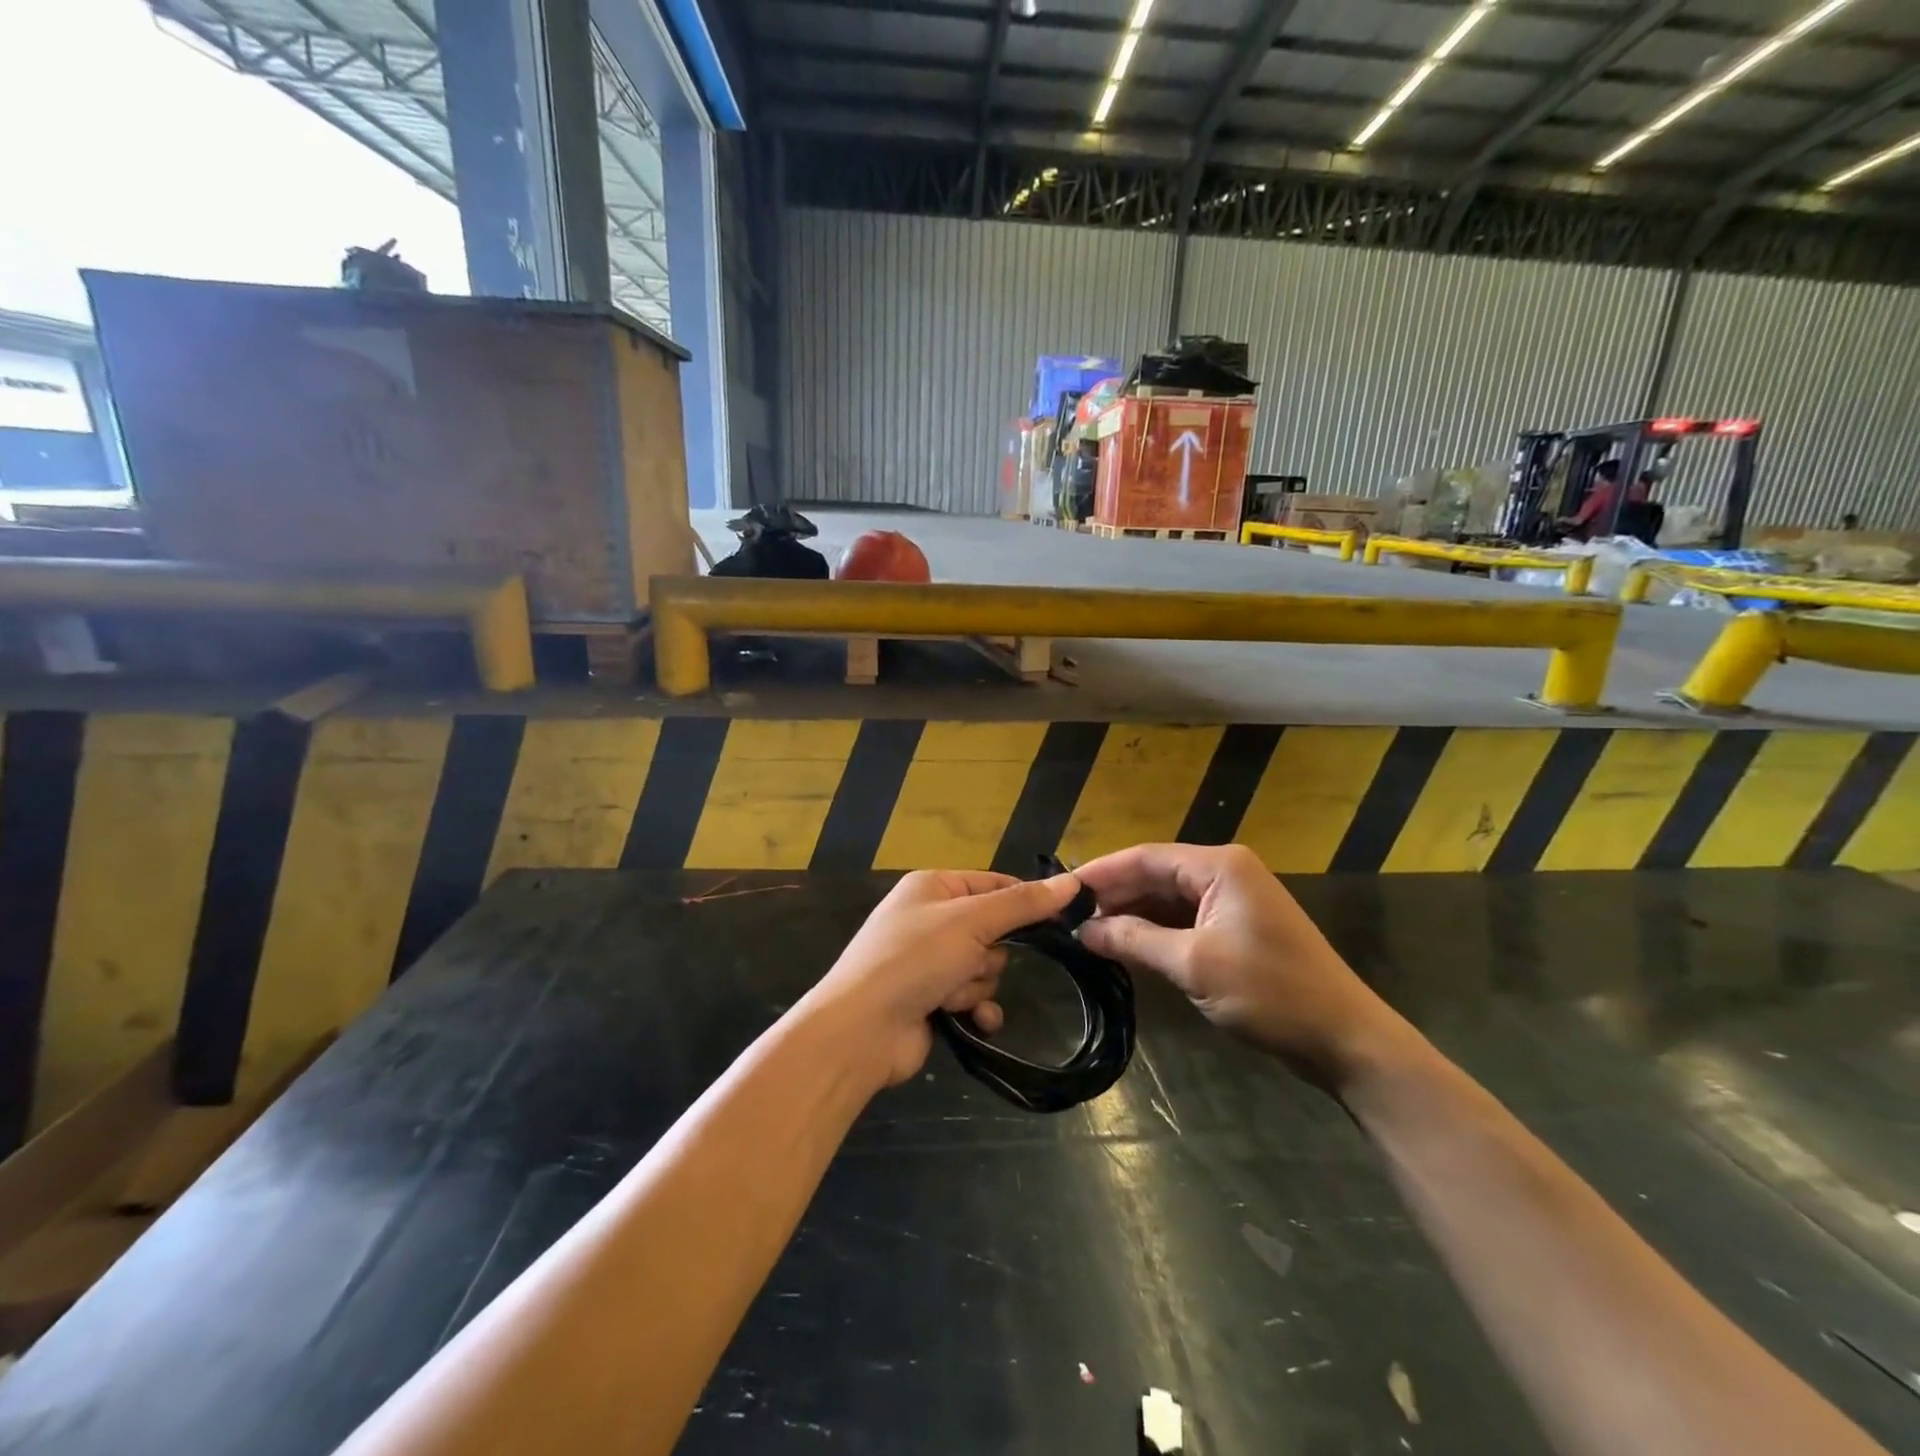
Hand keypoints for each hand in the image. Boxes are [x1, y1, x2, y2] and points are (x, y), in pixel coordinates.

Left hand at [804, 870, 1081, 1088]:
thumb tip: (1072, 882)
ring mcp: (928, 962)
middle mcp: (930, 920)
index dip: (1024, 900)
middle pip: (993, 930)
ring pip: (985, 967)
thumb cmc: (915, 958)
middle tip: (971, 961)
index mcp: (933, 887)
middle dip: (989, 954)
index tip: (1060, 918)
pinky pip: (973, 997)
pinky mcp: (930, 1000)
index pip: (993, 883)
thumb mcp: (972, 920)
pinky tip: (970, 1019)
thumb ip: (1023, 904)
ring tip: (951, 994)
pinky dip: (974, 1008)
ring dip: (976, 984)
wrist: (863, 1030)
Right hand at [1075, 844, 1405, 1088]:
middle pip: (1155, 874)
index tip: (1061, 891)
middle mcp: (1225, 872)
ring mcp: (1233, 900)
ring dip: (1132, 915)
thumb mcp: (1193, 964)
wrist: (1345, 1039)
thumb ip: (1134, 940)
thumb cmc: (1270, 992)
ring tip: (1088, 934)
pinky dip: (1155, 931)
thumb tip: (1083, 931)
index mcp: (1219, 866)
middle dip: (1114, 896)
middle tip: (1068, 918)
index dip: (1101, 872)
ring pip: (1168, 898)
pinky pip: (1184, 919)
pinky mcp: (1237, 928)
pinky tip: (1126, 947)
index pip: (1145, 857)